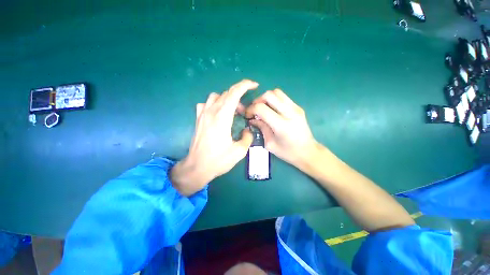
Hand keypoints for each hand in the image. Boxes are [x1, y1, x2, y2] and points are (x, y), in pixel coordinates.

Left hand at [171, 80, 257, 195]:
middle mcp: (211, 111)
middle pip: (227, 93)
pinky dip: (215, 104)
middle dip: (239, 97)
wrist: (197, 167)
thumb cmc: (218, 160)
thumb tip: (247, 130)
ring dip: (227, 100)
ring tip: (233, 112)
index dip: (246, 85)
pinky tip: (218, 113)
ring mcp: (202, 114)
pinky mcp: (198, 119)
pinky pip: (206, 103)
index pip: (234, 93)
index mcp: (222, 117)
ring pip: (216, 96)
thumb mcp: (239, 151)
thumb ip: (247, 137)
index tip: (255, 85)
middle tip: (245, 111)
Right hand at [246, 89, 319, 168]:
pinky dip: (274, 99)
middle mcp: (289, 113)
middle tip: (255, 110)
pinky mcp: (298, 107)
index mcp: (281, 125)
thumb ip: (261, 128)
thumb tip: (252, 119)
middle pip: (269, 95)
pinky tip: (272, 109)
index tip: (248, 115)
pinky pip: (283, 96)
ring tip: (263, 108)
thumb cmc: (288, 152)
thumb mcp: (270, 144)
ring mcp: (295, 108)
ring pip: (277, 92)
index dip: (251, 109)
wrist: (308, 152)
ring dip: (266, 98)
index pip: (261, 108)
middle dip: (258, 101)